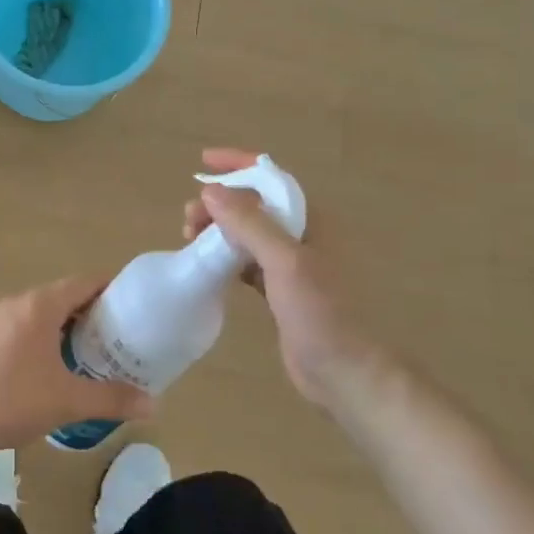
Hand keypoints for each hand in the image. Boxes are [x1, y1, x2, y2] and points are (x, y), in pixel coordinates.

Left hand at [0, 276, 154, 455]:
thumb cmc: (14, 402)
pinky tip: (40, 367)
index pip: (83, 283)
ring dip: (60, 325)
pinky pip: (15, 327)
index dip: (109, 288)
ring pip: (36, 312)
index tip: (131, 303)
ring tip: (81, 352)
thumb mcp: (69, 402)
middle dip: (87, 311)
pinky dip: (35, 337)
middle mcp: (15, 302)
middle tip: (113, 335)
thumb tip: (154, 404)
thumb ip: (113, 399)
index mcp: (39, 306)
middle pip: (60, 296)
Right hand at [182, 149, 382, 407]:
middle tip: (189, 220)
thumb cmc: (321, 313)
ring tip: (190, 239)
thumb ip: (249, 224)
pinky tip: (207, 266)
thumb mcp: (285, 263)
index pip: (271, 177)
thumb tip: (211, 191)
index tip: (203, 162)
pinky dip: (225, 257)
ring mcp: (291, 265)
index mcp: (310, 220)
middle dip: (219, 203)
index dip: (238, 163)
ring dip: (218, 229)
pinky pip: (246, 262)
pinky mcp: (280, 291)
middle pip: (254, 204)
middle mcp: (301, 236)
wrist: (345, 372)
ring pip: (247, 233)